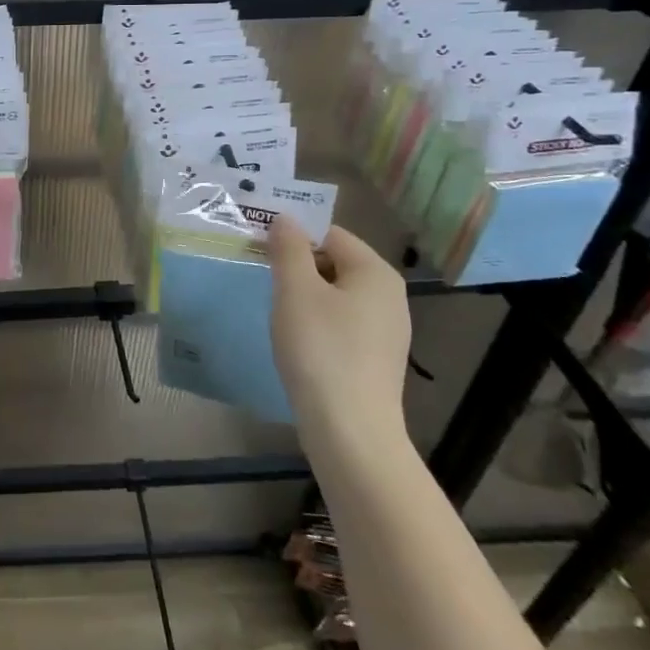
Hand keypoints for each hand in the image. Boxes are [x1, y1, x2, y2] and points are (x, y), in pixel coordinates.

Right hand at [269, 220, 411, 456]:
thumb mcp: (295, 290)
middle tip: (264, 280)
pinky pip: (342, 324)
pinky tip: (298, 344)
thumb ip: (288, 248)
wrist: (350, 431)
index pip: (330, 234)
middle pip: (335, 263)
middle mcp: (389, 296)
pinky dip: (317, 324)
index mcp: (375, 272)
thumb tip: (285, 219)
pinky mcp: (376, 359)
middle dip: (298, 267)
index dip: (293, 236)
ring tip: (277, 314)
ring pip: (336, 296)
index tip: (260, 250)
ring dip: (304, 297)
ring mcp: (386, 331)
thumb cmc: (321, 349)